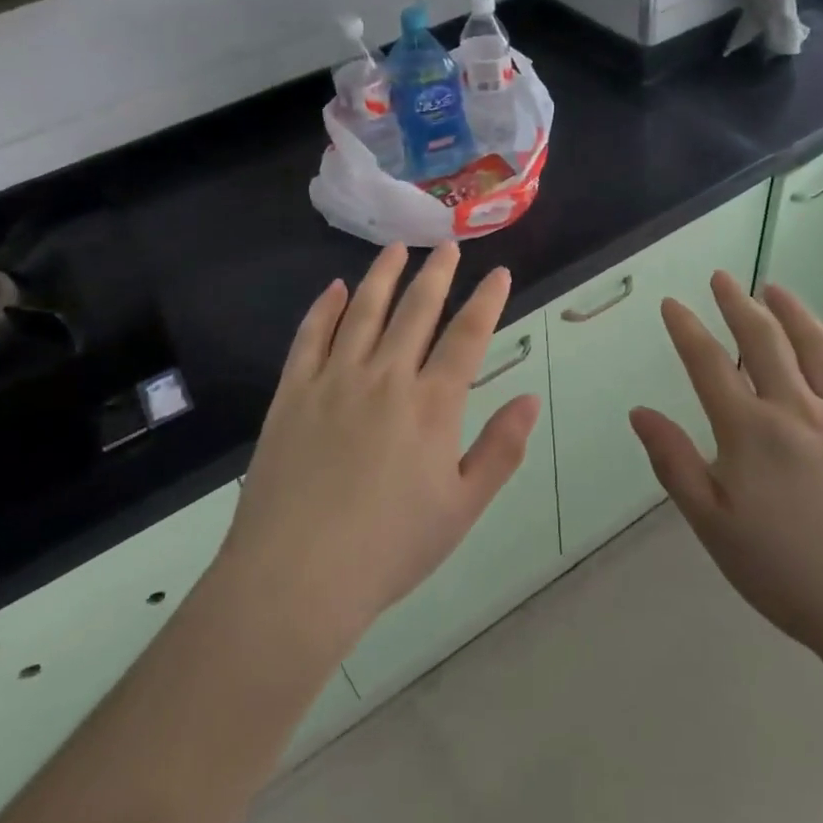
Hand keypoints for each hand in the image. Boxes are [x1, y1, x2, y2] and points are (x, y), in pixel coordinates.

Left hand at [216, 243, 540, 660]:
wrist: (297, 576)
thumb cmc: (390, 548)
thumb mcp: (462, 509)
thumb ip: (499, 450)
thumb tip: (529, 400)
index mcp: (432, 405)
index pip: (467, 336)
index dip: (487, 300)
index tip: (499, 273)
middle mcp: (386, 378)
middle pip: (416, 310)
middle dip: (437, 274)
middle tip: (448, 246)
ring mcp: (335, 380)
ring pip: (364, 311)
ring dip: (384, 275)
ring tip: (397, 248)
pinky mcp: (293, 392)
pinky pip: (311, 336)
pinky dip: (325, 307)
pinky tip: (334, 288)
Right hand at [629, 273, 822, 676]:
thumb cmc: (790, 575)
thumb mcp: (714, 527)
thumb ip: (675, 464)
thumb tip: (640, 412)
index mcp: (750, 432)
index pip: (709, 365)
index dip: (687, 329)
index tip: (673, 304)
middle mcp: (797, 410)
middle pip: (764, 341)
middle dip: (738, 305)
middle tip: (723, 279)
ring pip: (818, 348)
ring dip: (793, 313)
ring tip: (775, 291)